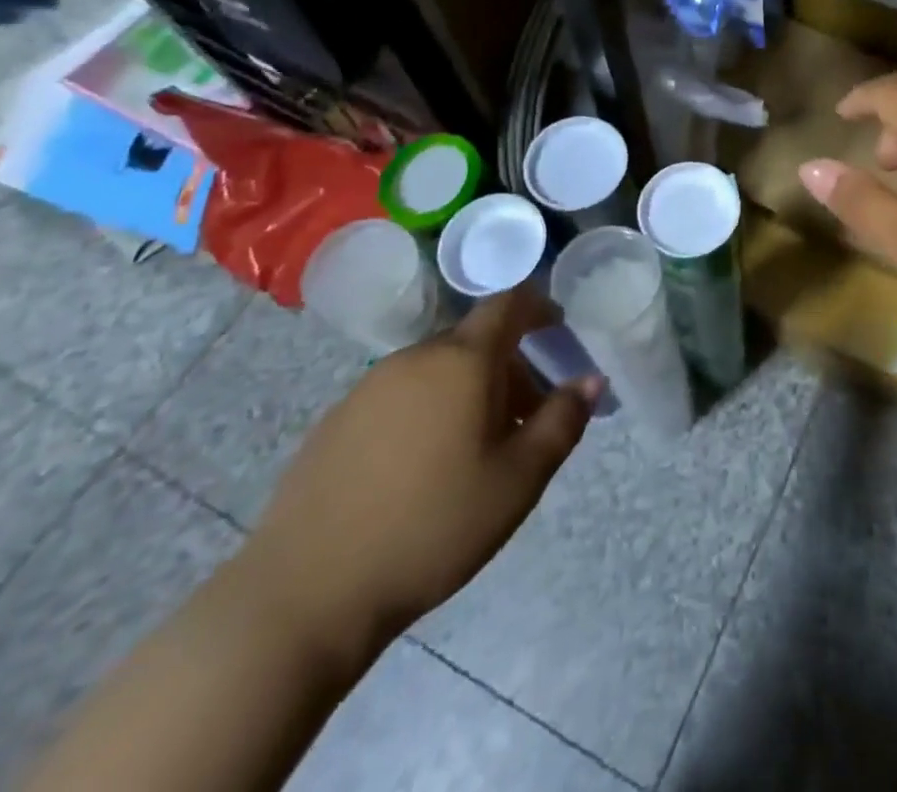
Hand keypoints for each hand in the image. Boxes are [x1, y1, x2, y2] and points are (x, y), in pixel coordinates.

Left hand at [238, 291, 601, 649]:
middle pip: (474, 340)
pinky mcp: (335, 421)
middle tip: (526, 414)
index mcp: (463, 360)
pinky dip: (428, 409)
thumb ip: (562, 421)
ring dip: (468, 389)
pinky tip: (423, 467)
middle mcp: (415, 358)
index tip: (558, 331)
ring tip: (478, 446)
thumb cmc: (433, 527)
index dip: (539, 307)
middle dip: (508, 364)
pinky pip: (400, 395)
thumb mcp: (519, 480)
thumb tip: (590, 379)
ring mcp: (368, 388)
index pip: (509, 303)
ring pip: (436, 368)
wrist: (306, 593)